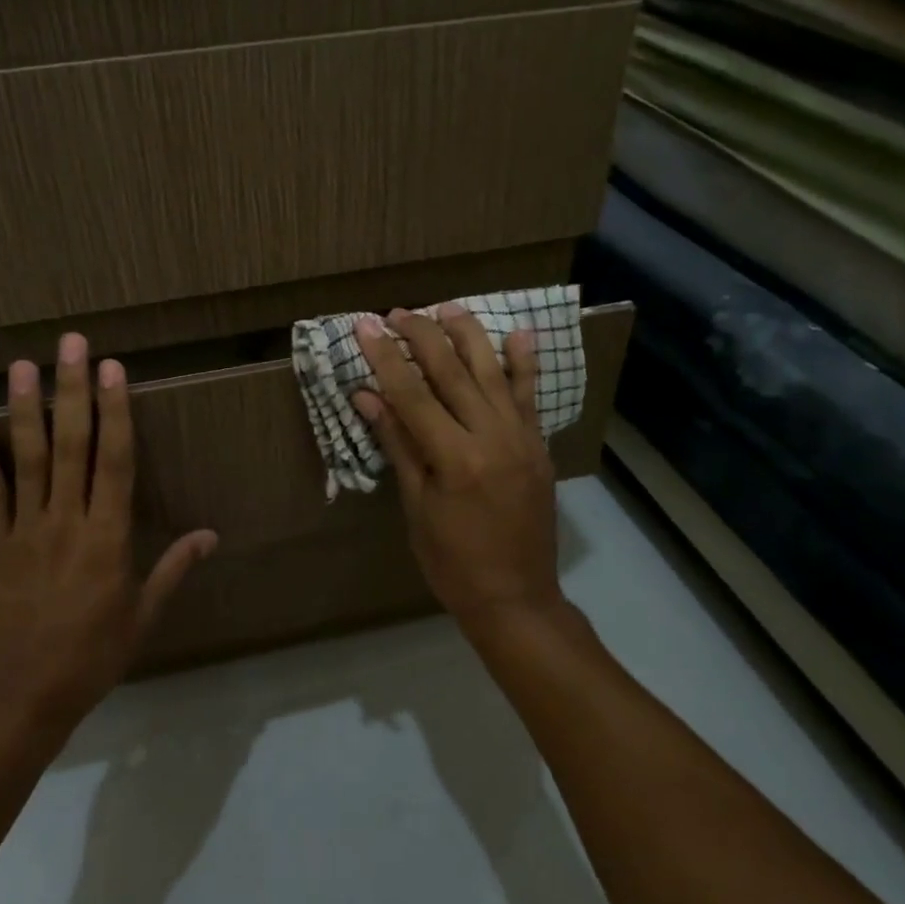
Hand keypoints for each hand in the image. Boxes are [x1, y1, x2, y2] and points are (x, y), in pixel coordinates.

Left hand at [0, 333, 217, 737]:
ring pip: (28, 459)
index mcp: (108, 537)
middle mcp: (66, 521)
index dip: (116, 411)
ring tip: (21, 365)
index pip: (115, 461)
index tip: (113, 370)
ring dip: (25, 409)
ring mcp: (24, 530)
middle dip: (73, 390)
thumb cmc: (92, 656)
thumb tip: (211, 535)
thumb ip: (174, 569)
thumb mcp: (144, 616)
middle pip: (71, 445)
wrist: (21, 697)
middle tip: (71, 345)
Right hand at [351, 307, 567, 642]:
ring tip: (447, 307)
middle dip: (422, 336)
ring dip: (468, 335)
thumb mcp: (416, 505)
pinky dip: (524, 363)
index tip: (366, 326)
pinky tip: (519, 332)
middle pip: (452, 372)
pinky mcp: (538, 445)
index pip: (413, 394)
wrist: (515, 597)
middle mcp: (492, 437)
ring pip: (493, 373)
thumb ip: (398, 444)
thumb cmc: (452, 561)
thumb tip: (368, 397)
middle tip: (397, 312)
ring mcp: (521, 438)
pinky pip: (529, 396)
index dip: (386, 357)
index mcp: (455, 458)